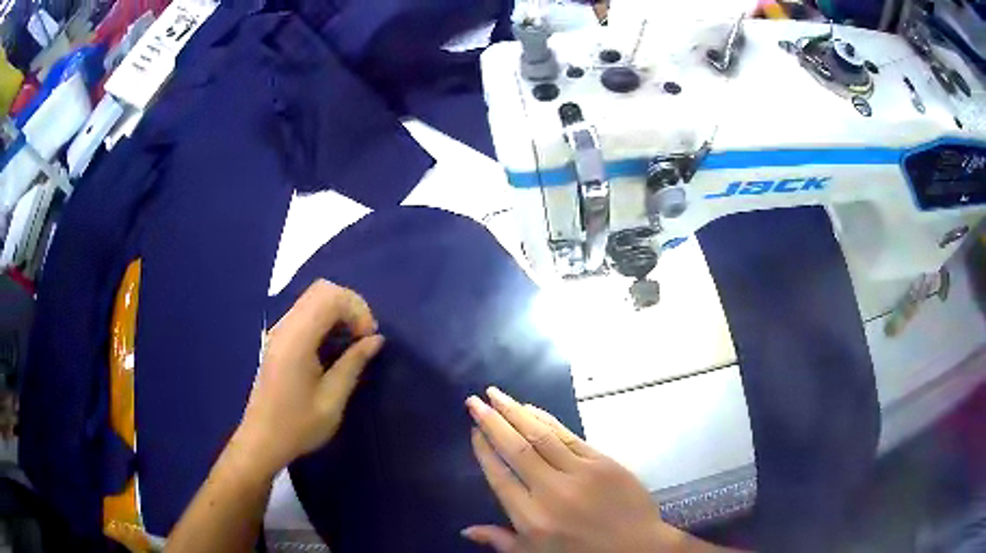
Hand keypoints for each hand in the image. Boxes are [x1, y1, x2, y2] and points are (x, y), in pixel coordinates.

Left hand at [236, 279, 383, 475]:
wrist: (262, 440)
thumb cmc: (298, 426)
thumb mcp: (332, 401)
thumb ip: (353, 364)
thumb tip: (376, 340)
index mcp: (297, 340)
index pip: (330, 297)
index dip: (357, 309)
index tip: (368, 339)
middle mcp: (285, 327)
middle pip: (322, 290)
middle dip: (350, 305)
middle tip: (363, 337)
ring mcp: (279, 331)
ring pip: (313, 298)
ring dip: (338, 311)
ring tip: (352, 341)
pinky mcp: (278, 339)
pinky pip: (305, 312)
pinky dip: (326, 318)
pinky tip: (333, 345)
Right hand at [463, 389, 714, 552]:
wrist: (637, 547)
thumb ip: (500, 541)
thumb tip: (465, 530)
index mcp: (531, 517)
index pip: (499, 476)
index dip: (484, 451)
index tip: (473, 430)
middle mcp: (551, 491)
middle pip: (516, 449)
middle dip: (492, 422)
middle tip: (474, 400)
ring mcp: (579, 473)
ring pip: (541, 436)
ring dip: (516, 412)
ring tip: (496, 394)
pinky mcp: (602, 461)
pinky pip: (569, 435)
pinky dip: (547, 420)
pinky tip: (531, 409)